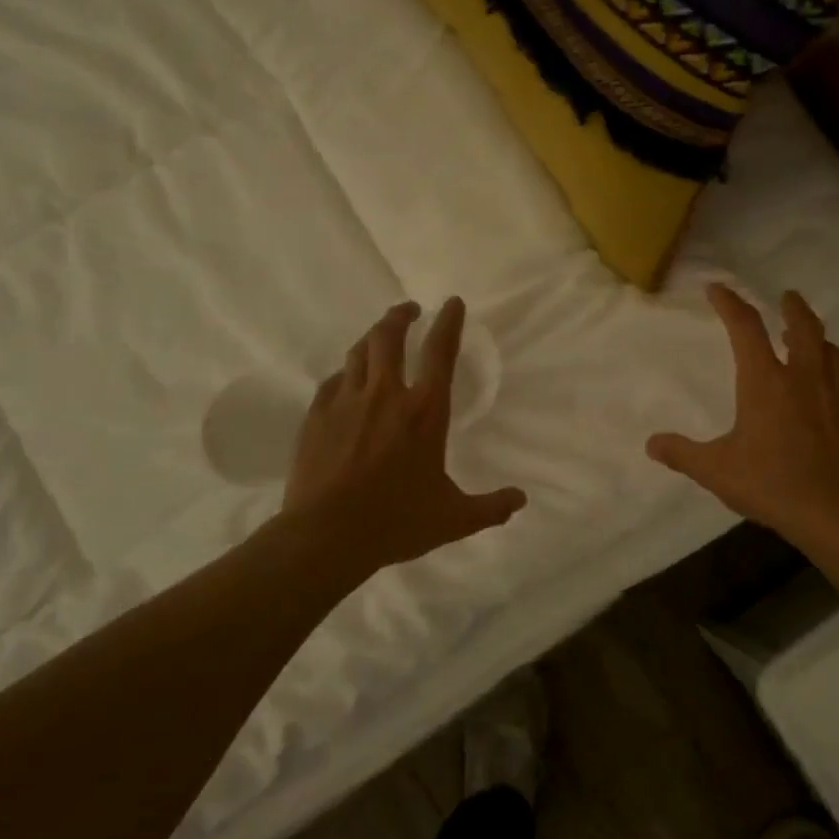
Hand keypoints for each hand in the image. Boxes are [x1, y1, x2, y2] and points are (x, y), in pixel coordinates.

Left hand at [284, 298, 525, 578]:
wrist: (326, 537)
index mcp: (425, 412)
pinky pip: (334, 381)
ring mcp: (347, 402)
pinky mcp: (317, 416)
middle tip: (409, 311)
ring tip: (380, 336)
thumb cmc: (396, 522)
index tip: (452, 302)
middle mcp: (386, 395)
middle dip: (401, 316)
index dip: (449, 322)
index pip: (440, 352)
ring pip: (358, 351)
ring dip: (373, 337)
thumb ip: (490, 507)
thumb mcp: (453, 518)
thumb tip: (520, 501)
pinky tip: (348, 380)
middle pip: (389, 336)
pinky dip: (346, 373)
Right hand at [647, 285, 838, 542]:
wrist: (835, 513)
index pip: (746, 328)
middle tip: (787, 296)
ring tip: (807, 337)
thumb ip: (682, 454)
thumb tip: (652, 444)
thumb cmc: (770, 483)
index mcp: (766, 382)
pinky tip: (820, 398)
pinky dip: (828, 378)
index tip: (718, 288)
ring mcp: (833, 398)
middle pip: (804, 327)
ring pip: (829, 352)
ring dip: (816, 337)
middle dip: (793, 307)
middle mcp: (803, 379)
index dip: (730, 303)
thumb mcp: (716, 470)